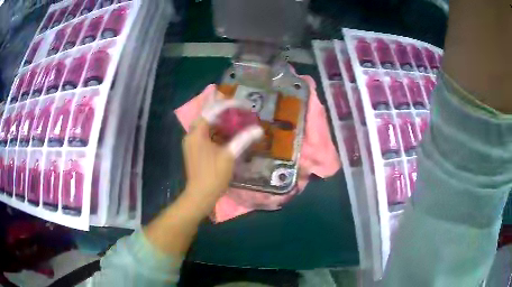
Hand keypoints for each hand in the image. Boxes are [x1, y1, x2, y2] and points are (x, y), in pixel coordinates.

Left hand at [182, 101, 262, 216]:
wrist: (200, 195)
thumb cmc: (213, 175)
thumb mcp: (229, 156)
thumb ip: (243, 139)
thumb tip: (259, 129)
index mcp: (197, 133)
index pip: (212, 111)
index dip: (228, 105)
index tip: (243, 105)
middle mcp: (191, 134)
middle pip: (207, 115)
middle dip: (222, 110)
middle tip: (238, 108)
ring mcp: (192, 143)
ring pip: (206, 124)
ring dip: (219, 120)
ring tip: (235, 116)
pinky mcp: (195, 150)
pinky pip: (205, 133)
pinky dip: (216, 130)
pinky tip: (227, 132)